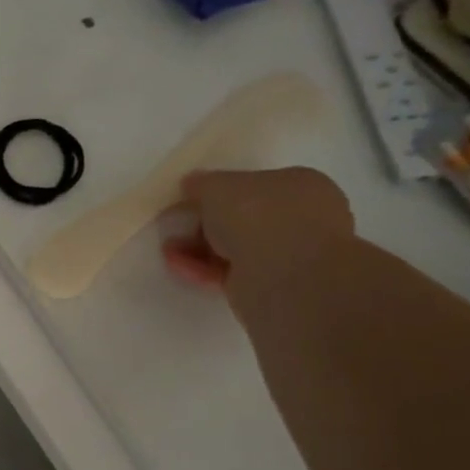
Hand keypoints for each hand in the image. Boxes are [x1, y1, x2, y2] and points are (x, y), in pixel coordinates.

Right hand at [162, 167, 354, 290]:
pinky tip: (178, 265)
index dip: (217, 191)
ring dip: (198, 247)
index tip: (188, 199)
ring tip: (168, 249)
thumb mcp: (217, 186)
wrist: (285, 276)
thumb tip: (192, 185)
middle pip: (241, 217)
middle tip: (176, 225)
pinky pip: (230, 271)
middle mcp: (300, 218)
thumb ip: (202, 183)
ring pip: (234, 246)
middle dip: (204, 222)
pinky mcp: (270, 286)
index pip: (252, 184)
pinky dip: (203, 267)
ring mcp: (288, 255)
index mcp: (300, 184)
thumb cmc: (259, 217)